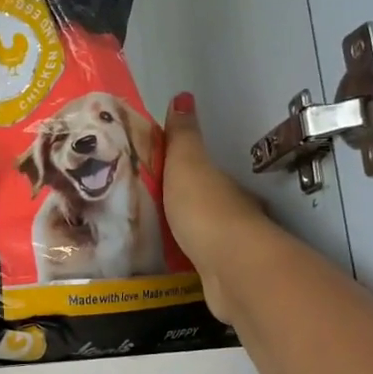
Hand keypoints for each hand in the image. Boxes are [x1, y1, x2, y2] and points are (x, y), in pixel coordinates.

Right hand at [163, 93, 273, 324]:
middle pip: (200, 203)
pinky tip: (163, 262)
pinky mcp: (220, 276)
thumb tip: (182, 96)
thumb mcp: (187, 165)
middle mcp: (230, 212)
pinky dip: (182, 259)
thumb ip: (182, 137)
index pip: (199, 172)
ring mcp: (227, 247)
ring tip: (144, 235)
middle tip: (140, 207)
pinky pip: (195, 262)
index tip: (149, 175)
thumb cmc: (206, 211)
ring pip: (199, 234)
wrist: (232, 269)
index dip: (176, 170)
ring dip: (179, 233)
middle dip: (176, 204)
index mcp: (221, 184)